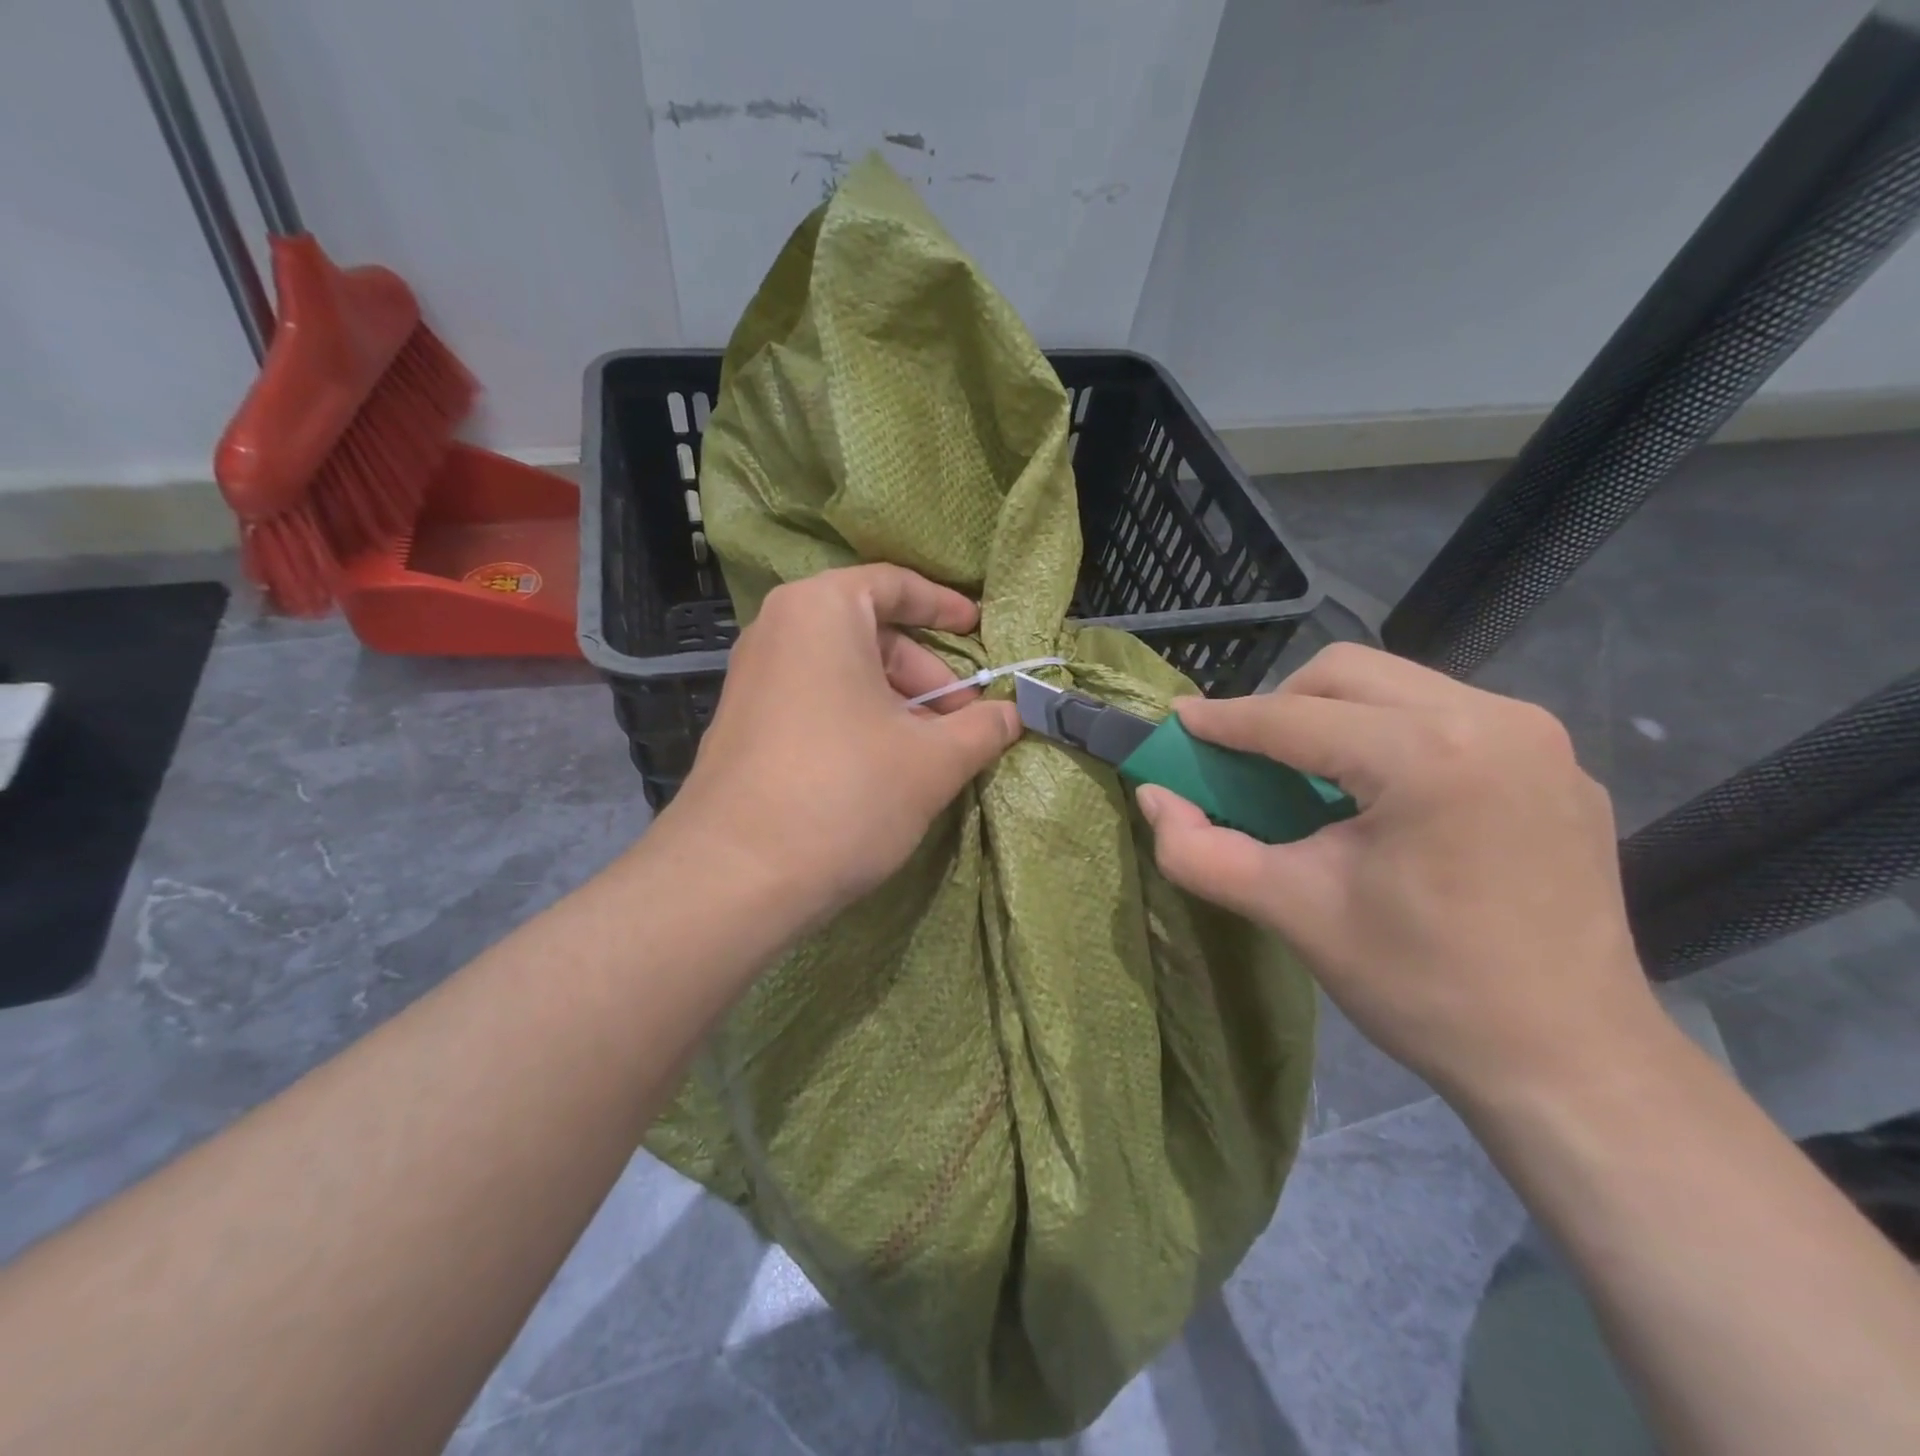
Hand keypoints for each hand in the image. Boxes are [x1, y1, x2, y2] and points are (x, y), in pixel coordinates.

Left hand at [658, 564, 1020, 927]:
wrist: (735, 877)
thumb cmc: (845, 792)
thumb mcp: (933, 759)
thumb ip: (984, 727)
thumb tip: (1016, 714)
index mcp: (821, 610)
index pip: (894, 585)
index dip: (945, 606)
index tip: (980, 630)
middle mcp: (778, 631)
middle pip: (872, 634)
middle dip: (928, 676)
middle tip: (966, 721)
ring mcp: (753, 679)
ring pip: (846, 673)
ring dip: (900, 705)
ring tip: (935, 755)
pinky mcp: (745, 725)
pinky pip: (817, 702)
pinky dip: (861, 721)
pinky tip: (888, 769)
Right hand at [1136, 643, 1656, 1097]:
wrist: (1572, 1063)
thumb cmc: (1423, 986)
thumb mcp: (1294, 913)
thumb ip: (1202, 851)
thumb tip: (1152, 797)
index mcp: (1428, 755)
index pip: (1295, 717)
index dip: (1225, 720)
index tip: (1178, 723)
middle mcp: (1493, 719)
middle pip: (1349, 674)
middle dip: (1281, 706)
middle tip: (1246, 760)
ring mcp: (1538, 738)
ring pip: (1398, 687)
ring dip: (1336, 718)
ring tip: (1311, 780)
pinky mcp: (1557, 766)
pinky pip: (1447, 718)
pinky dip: (1390, 737)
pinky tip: (1382, 799)